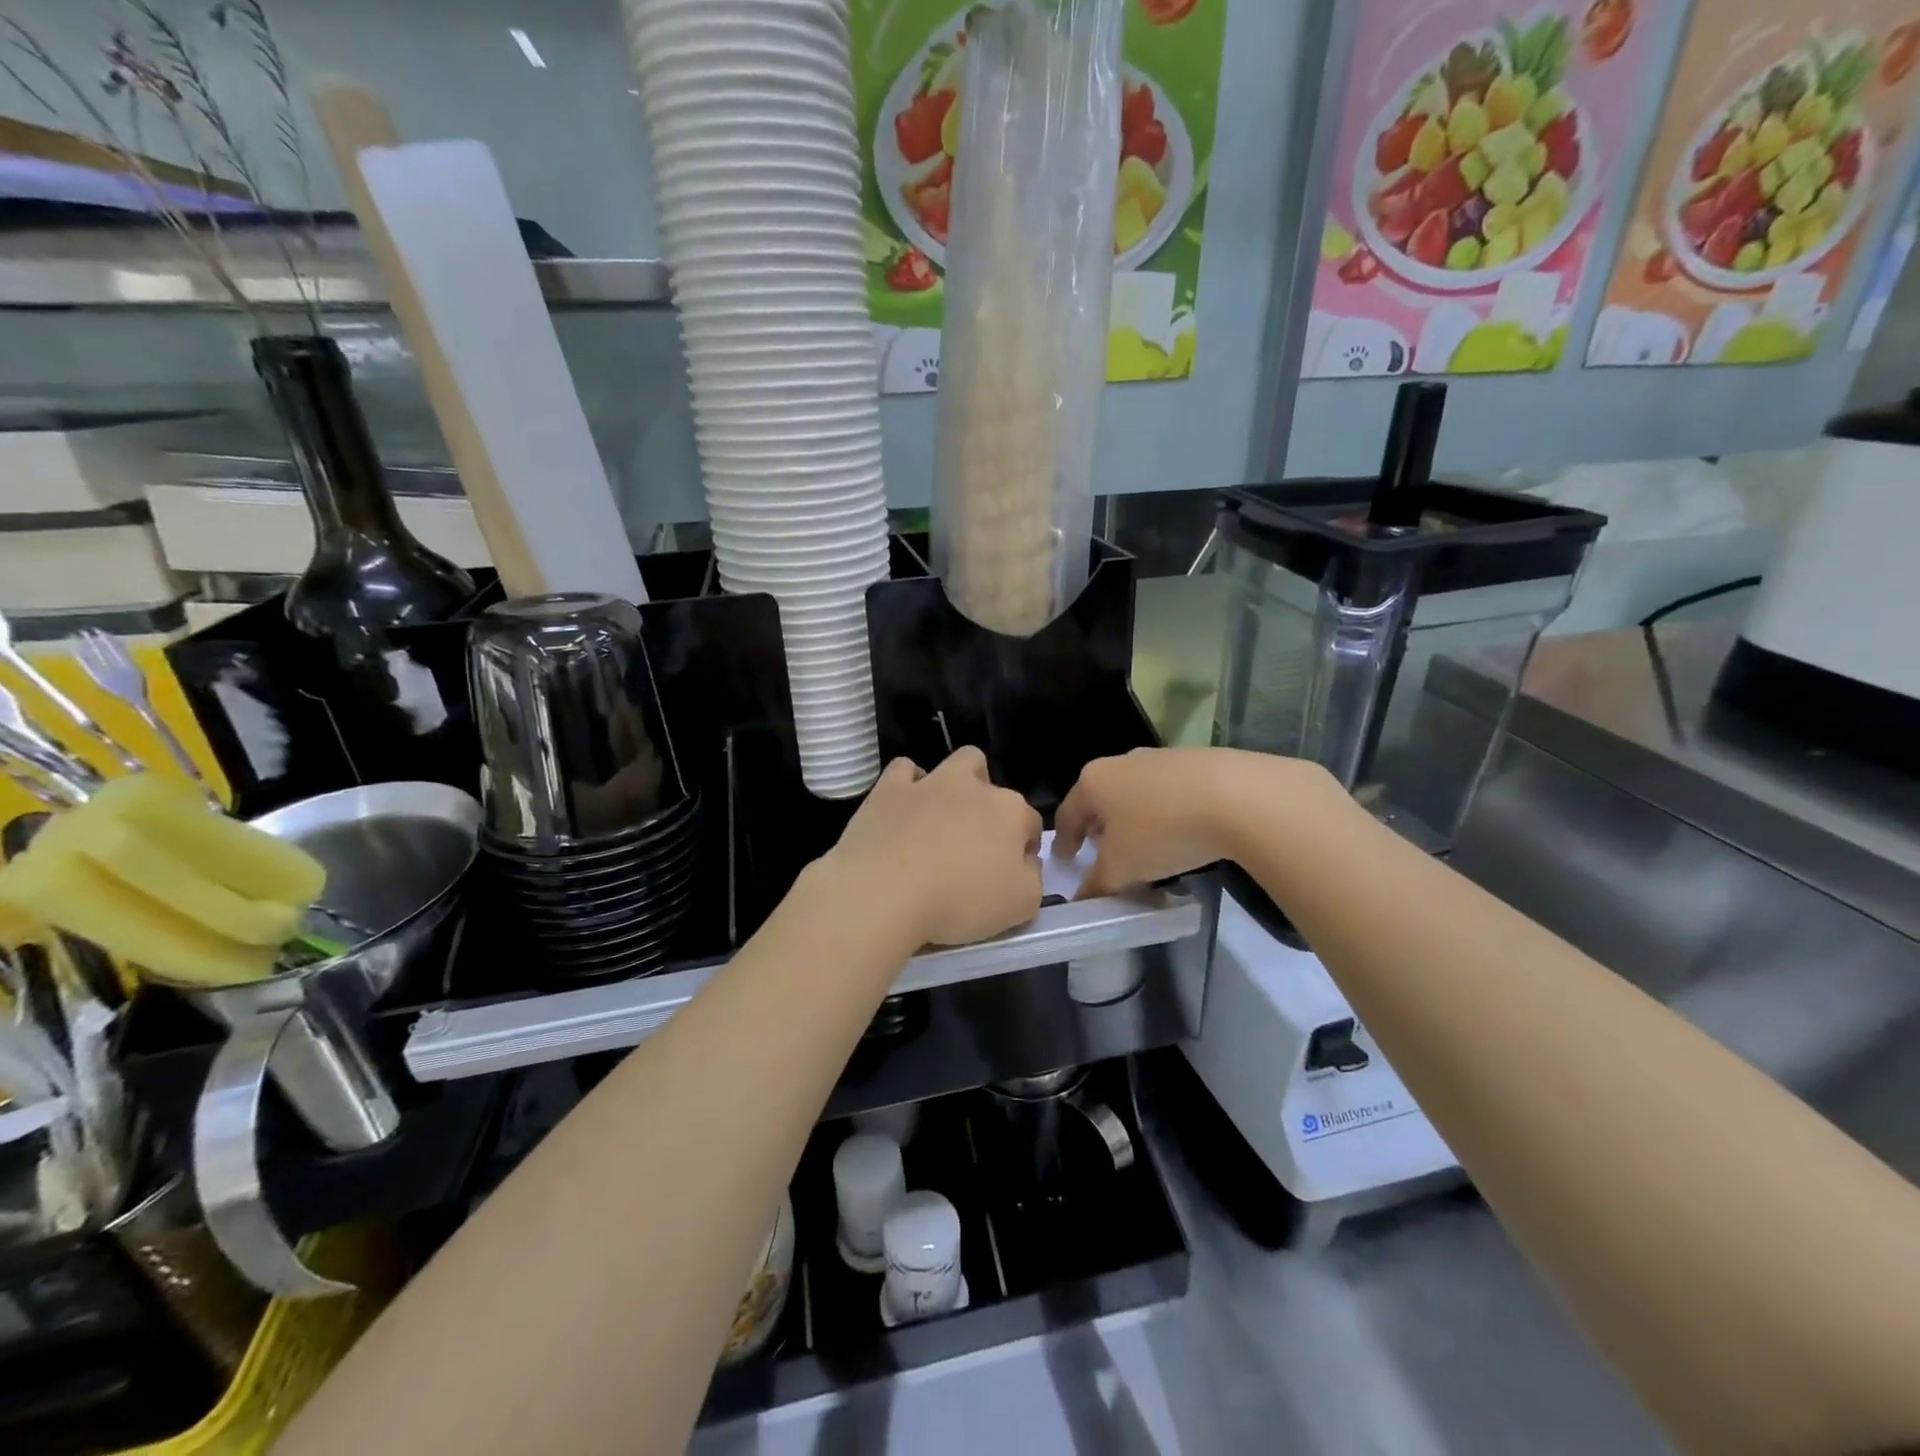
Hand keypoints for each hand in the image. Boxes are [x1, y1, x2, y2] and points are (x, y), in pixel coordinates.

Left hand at [823, 747, 1042, 947]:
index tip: (1009, 874)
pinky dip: (908, 785)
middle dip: (991, 807)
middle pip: (994, 786)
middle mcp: (975, 787)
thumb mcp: (1020, 906)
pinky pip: (904, 771)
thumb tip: (1025, 862)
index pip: (1030, 824)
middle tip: (975, 844)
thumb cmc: (959, 901)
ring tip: (944, 817)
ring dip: (957, 783)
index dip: (1024, 848)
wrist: (884, 891)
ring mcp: (930, 782)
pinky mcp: (890, 788)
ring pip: (957, 763)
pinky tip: (905, 808)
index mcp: (1011, 813)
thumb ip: (1033, 879)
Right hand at [1054, 747, 1332, 898]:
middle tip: (1101, 852)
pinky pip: (1168, 790)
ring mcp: (1160, 757)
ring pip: (1135, 792)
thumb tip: (1082, 898)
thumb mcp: (1122, 868)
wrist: (1238, 796)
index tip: (1065, 860)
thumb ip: (1096, 883)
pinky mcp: (1195, 760)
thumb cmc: (1162, 831)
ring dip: (1132, 818)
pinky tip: (1180, 831)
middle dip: (1099, 826)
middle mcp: (1121, 762)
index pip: (1067, 813)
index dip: (1064, 841)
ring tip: (1144, 845)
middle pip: (1100, 798)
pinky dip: (1164, 811)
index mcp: (1093, 781)